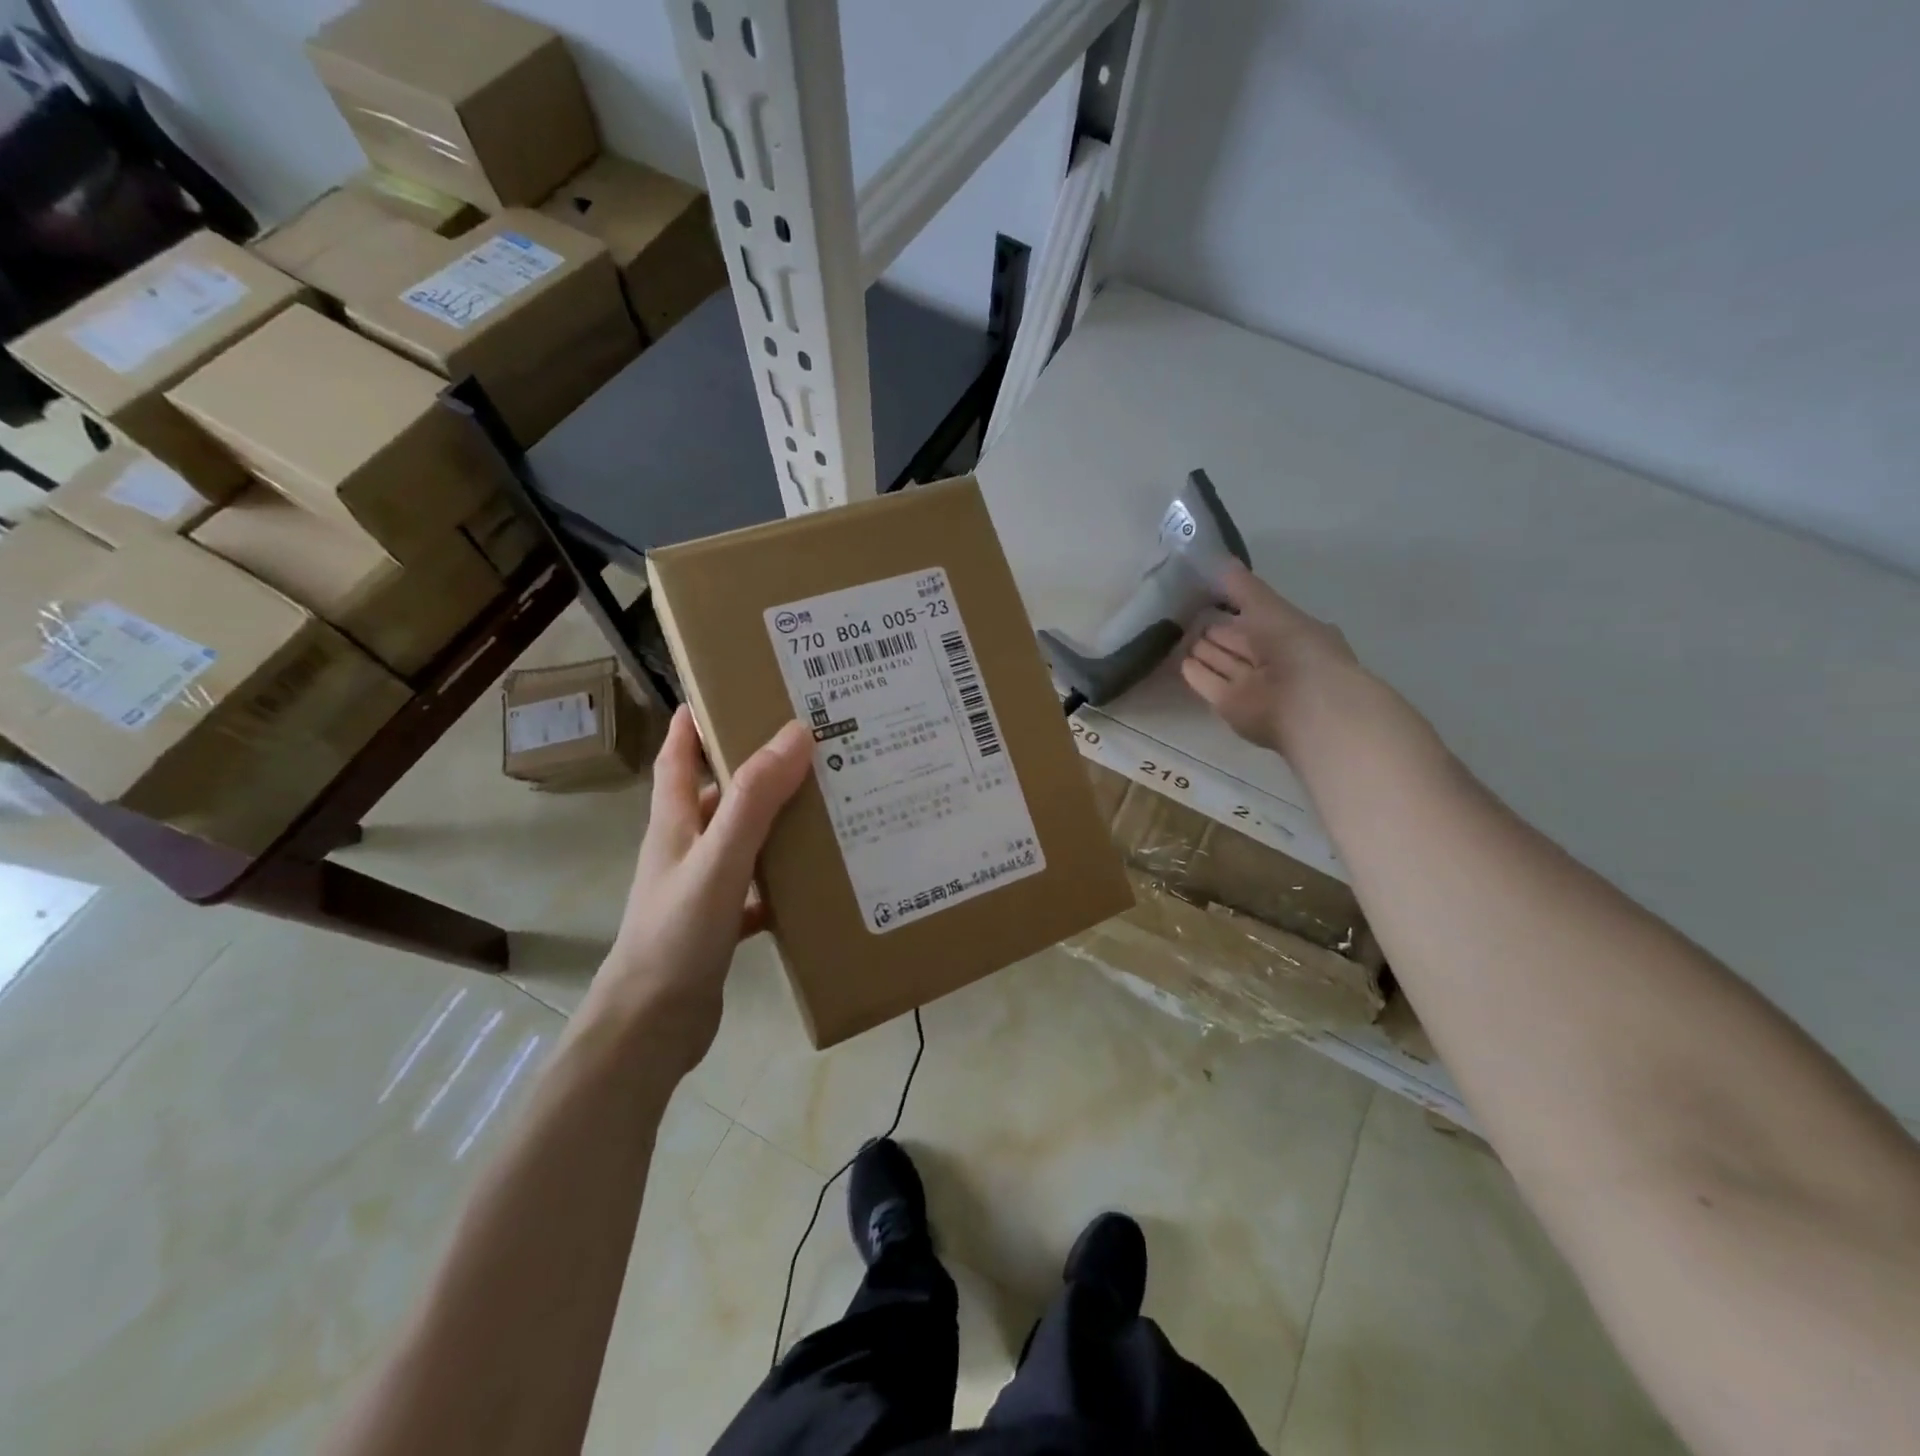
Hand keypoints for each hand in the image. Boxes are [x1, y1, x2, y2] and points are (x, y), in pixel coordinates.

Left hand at [586, 707, 812, 1071]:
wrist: (652, 1026)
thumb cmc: (677, 934)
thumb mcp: (719, 859)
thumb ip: (754, 799)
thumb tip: (795, 733)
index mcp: (675, 824)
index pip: (676, 757)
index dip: (691, 722)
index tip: (721, 690)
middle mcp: (685, 849)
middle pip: (718, 795)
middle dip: (753, 769)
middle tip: (806, 748)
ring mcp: (700, 889)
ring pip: (742, 841)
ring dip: (774, 823)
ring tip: (825, 805)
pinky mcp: (718, 926)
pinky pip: (756, 889)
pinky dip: (781, 880)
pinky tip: (815, 880)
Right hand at [1182, 562, 1359, 753]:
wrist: (1306, 703)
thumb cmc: (1296, 647)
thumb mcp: (1269, 606)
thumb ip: (1243, 586)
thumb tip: (1220, 559)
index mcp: (1289, 634)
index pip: (1256, 617)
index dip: (1236, 605)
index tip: (1209, 594)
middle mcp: (1271, 660)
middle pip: (1236, 642)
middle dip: (1216, 630)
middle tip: (1187, 616)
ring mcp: (1251, 685)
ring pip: (1222, 662)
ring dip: (1205, 651)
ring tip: (1178, 636)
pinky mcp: (1230, 706)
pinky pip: (1209, 684)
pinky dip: (1197, 673)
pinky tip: (1181, 660)